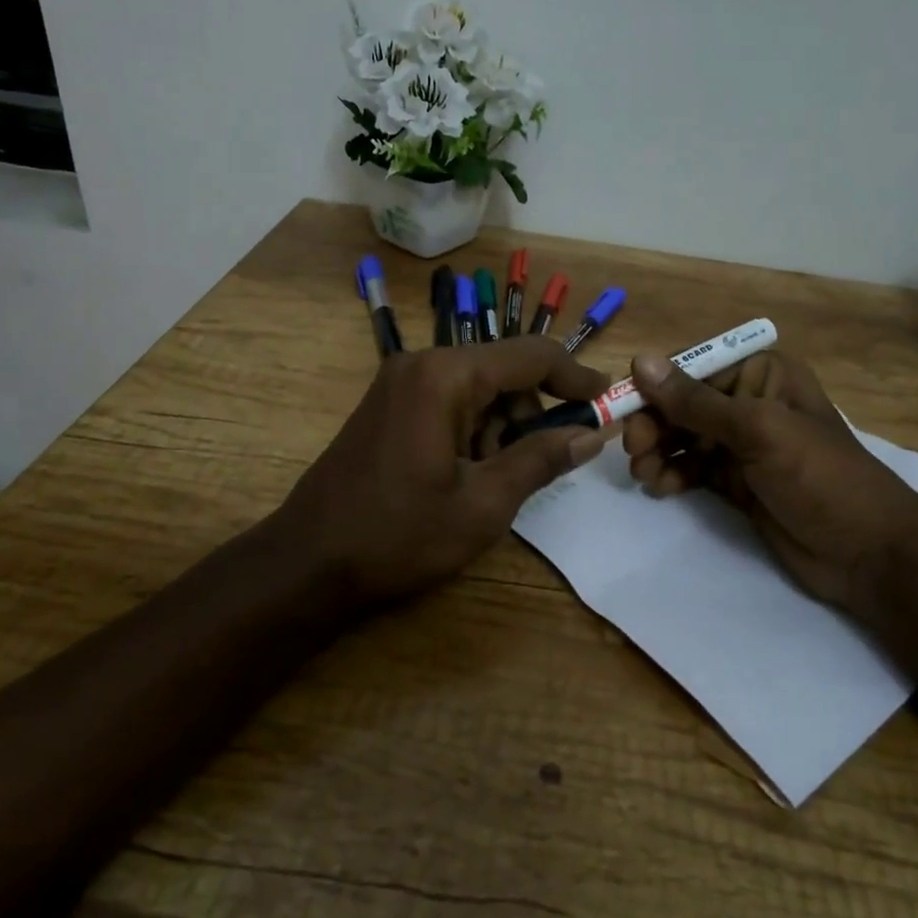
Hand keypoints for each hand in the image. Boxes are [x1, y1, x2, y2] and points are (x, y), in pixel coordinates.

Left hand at [280, 339, 610, 605]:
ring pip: (479, 390)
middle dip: (534, 414)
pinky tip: (468, 475)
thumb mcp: (483, 504)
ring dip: (503, 428)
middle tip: (547, 464)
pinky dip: (474, 431)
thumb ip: (541, 459)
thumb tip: (592, 434)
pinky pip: (451, 403)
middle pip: (505, 372)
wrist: (307, 563)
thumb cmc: (399, 535)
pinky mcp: (390, 405)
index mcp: (446, 376)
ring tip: (496, 482)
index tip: (610, 404)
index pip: (532, 355)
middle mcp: (422, 364)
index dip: (578, 377)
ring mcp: (400, 383)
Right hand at [623, 350, 917, 614]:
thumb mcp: (758, 431)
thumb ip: (696, 401)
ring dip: (658, 452)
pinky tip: (661, 489)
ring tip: (643, 475)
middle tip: (634, 452)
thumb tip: (639, 360)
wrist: (867, 553)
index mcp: (763, 374)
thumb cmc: (819, 477)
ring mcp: (743, 445)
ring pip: (683, 438)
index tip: (625, 412)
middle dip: (655, 425)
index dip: (657, 388)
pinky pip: (692, 469)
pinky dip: (673, 475)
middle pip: (683, 405)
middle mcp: (749, 403)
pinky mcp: (736, 481)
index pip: (694, 369)